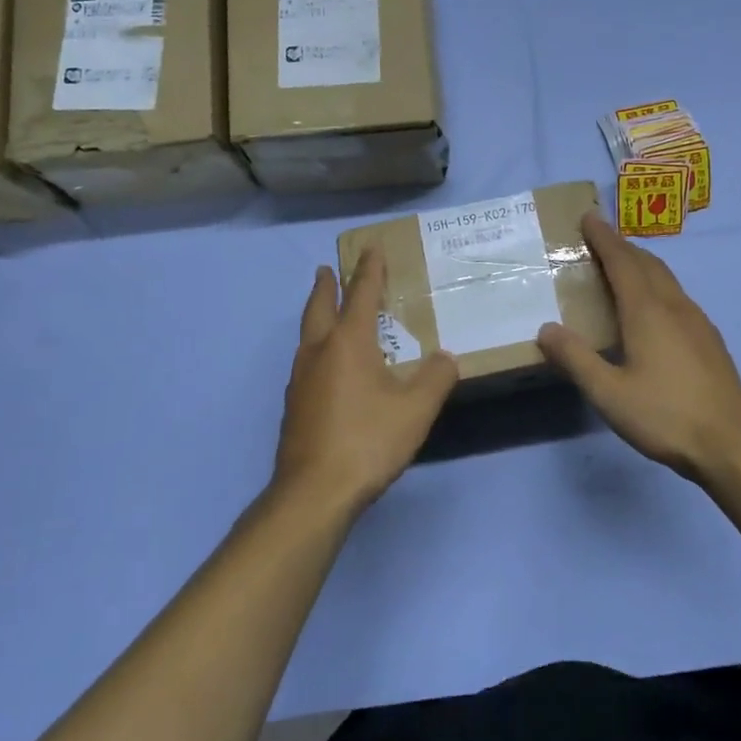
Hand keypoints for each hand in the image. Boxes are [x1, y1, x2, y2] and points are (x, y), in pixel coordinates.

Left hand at [272, 249, 458, 516]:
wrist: (314, 492)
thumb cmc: (368, 440)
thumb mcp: (416, 409)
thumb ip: (435, 378)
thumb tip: (446, 357)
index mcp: (348, 343)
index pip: (361, 294)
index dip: (368, 270)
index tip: (370, 248)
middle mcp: (319, 352)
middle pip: (319, 307)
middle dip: (326, 285)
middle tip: (327, 269)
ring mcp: (301, 380)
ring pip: (307, 335)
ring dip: (316, 315)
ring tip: (326, 312)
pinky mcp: (294, 406)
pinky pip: (306, 362)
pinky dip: (316, 348)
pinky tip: (325, 367)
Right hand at [537, 212, 740, 483]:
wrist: (732, 443)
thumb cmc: (665, 415)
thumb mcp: (608, 393)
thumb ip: (576, 359)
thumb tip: (546, 329)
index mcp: (648, 311)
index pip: (622, 262)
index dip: (604, 238)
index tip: (588, 217)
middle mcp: (675, 306)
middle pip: (647, 263)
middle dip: (622, 246)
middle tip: (599, 239)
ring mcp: (698, 322)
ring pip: (666, 279)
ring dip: (642, 264)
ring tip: (622, 268)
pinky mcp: (710, 339)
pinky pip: (678, 296)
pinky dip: (657, 286)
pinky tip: (653, 309)